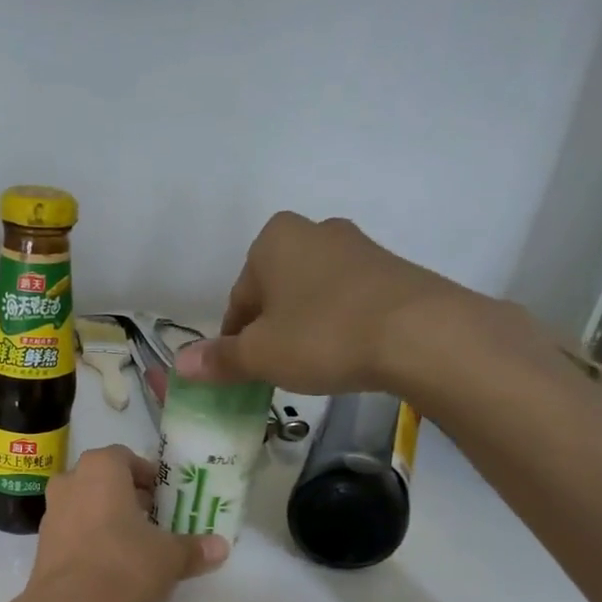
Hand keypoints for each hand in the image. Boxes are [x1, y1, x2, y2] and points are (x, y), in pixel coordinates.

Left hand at [24, 446, 227, 601]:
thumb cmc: (123, 567)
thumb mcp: (169, 558)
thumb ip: (194, 548)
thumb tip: (221, 547)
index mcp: (100, 469)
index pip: (126, 457)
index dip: (148, 476)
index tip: (165, 498)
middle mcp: (69, 482)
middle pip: (103, 481)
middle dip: (129, 497)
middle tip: (154, 521)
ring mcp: (50, 514)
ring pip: (86, 505)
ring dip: (108, 519)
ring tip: (135, 545)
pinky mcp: (42, 545)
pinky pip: (73, 531)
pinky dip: (91, 540)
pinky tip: (110, 566)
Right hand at [174, 212, 542, 398]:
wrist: (420, 334)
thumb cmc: (323, 336)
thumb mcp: (260, 355)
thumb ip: (218, 359)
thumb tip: (180, 365)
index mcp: (273, 241)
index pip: (238, 299)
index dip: (235, 340)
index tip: (244, 370)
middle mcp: (314, 231)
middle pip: (274, 293)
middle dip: (270, 329)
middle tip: (276, 368)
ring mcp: (358, 247)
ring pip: (311, 295)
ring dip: (303, 327)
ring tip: (313, 364)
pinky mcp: (392, 269)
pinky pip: (347, 300)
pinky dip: (338, 324)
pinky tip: (346, 353)